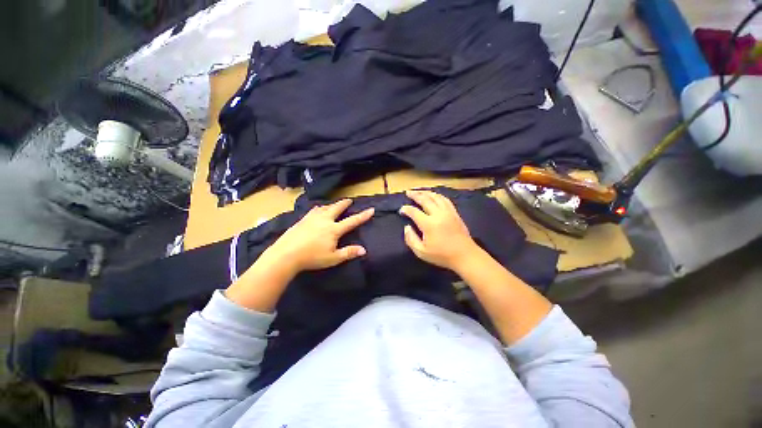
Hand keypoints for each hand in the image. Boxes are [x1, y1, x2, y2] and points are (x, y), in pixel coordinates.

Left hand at [263, 199, 373, 274]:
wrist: (286, 254)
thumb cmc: (312, 257)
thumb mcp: (333, 258)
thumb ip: (348, 252)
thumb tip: (364, 250)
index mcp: (334, 229)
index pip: (352, 221)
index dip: (363, 215)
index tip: (371, 209)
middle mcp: (325, 220)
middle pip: (337, 208)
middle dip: (344, 203)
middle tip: (349, 200)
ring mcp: (312, 218)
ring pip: (325, 207)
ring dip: (332, 205)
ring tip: (334, 204)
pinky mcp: (302, 219)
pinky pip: (313, 210)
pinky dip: (319, 208)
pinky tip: (317, 209)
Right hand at [399, 190, 480, 270]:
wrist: (465, 256)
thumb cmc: (442, 255)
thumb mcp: (421, 252)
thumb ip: (411, 239)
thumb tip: (406, 227)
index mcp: (429, 224)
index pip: (414, 212)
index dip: (406, 209)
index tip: (401, 210)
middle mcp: (438, 214)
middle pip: (425, 199)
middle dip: (415, 195)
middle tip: (408, 192)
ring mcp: (448, 212)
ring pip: (436, 197)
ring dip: (426, 192)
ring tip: (419, 191)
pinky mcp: (455, 213)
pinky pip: (445, 200)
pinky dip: (437, 196)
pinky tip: (434, 196)